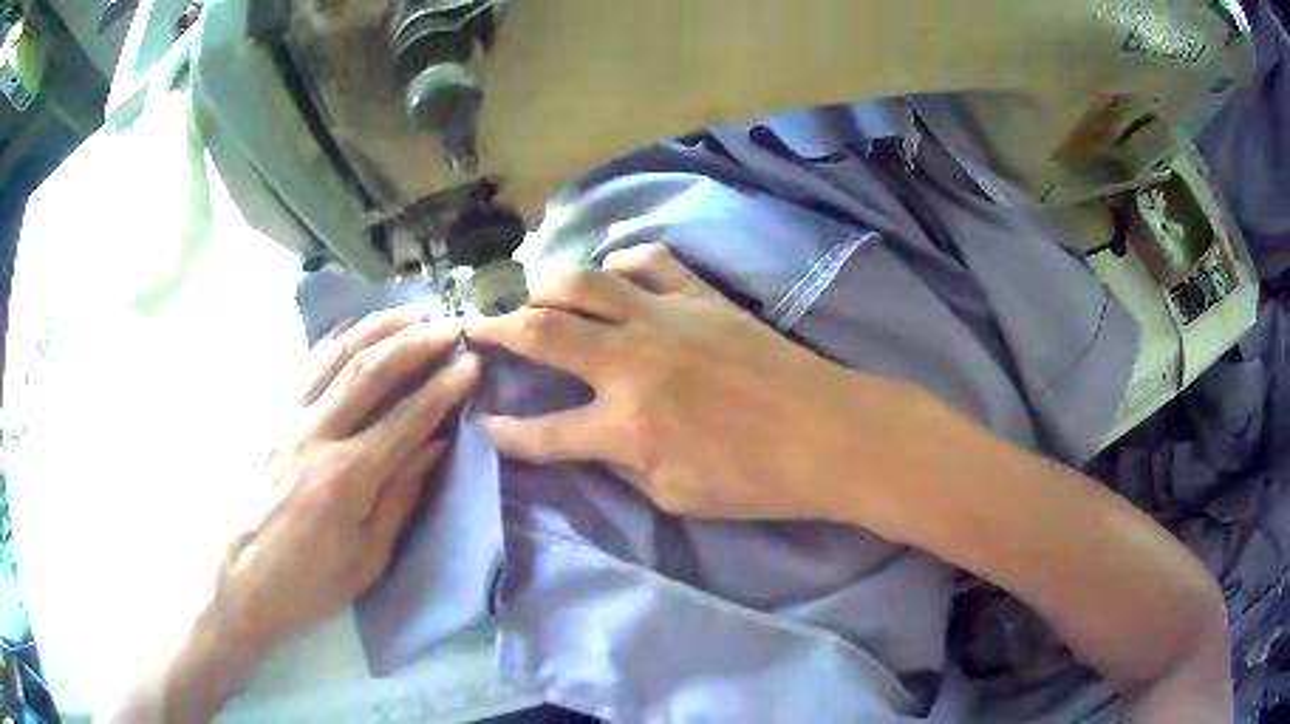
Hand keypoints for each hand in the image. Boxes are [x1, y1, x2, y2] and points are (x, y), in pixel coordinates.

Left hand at [100, 309, 480, 722]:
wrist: (244, 579)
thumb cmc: (312, 581)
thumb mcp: (368, 557)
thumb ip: (402, 497)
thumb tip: (436, 447)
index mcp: (346, 478)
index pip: (405, 419)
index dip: (442, 388)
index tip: (471, 364)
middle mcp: (315, 436)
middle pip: (369, 372)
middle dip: (415, 343)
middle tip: (449, 326)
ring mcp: (288, 421)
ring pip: (336, 357)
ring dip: (376, 328)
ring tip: (410, 311)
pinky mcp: (273, 418)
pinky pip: (306, 366)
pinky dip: (334, 339)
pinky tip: (355, 327)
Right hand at [466, 244, 917, 521]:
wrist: (827, 434)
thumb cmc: (756, 480)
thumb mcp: (676, 496)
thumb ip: (622, 465)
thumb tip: (592, 441)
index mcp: (626, 425)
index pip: (542, 433)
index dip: (504, 433)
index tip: (482, 424)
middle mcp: (633, 362)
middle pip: (542, 333)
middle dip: (497, 330)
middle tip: (476, 328)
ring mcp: (667, 318)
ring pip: (585, 281)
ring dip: (546, 286)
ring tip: (533, 297)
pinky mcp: (701, 297)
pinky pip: (651, 260)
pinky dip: (623, 261)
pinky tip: (615, 275)